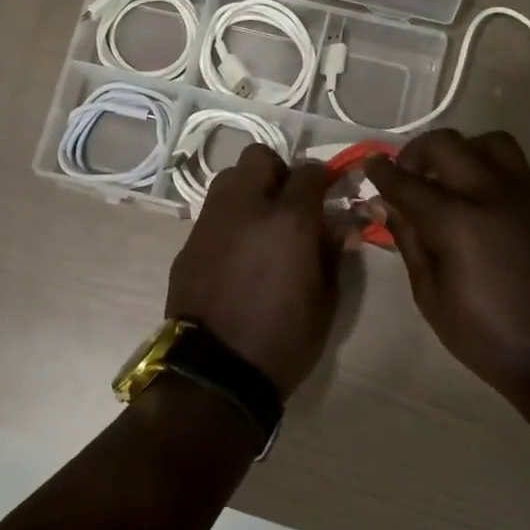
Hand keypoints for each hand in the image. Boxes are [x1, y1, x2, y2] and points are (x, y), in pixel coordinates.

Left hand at [165, 145, 343, 396]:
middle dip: (279, 172)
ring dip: (249, 190)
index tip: (331, 193)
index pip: (310, 172)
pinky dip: (229, 220)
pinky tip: (236, 252)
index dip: (325, 178)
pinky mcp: (188, 241)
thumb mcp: (325, 299)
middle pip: (260, 157)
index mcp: (289, 220)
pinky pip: (213, 213)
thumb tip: (341, 225)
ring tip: (261, 224)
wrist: (216, 371)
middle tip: (290, 204)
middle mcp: (246, 207)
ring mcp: (211, 221)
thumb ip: (333, 252)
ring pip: (229, 178)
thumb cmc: (283, 339)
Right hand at [366, 130, 529, 389]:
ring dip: (458, 149)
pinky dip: (485, 161)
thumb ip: (407, 239)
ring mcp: (522, 194)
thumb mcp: (429, 293)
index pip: (408, 183)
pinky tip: (472, 190)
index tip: (369, 164)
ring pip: (487, 141)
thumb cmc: (480, 332)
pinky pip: (512, 161)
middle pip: (446, 145)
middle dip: (416, 152)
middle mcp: (490, 195)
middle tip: (405, 174)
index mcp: (457, 223)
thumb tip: (382, 204)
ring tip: (444, 175)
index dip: (383, 172)